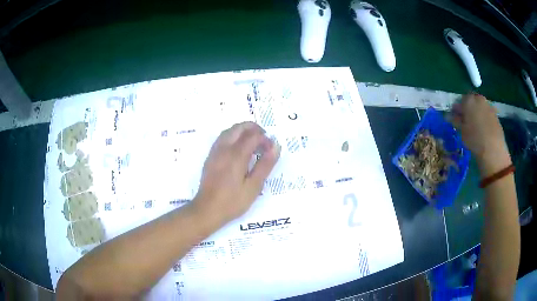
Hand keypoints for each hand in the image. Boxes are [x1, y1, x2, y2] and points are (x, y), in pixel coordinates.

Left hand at [193, 122, 280, 223]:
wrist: (207, 210)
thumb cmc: (232, 201)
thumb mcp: (253, 186)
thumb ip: (265, 165)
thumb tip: (276, 147)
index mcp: (236, 155)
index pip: (253, 136)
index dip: (265, 139)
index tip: (272, 149)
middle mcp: (224, 148)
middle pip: (239, 127)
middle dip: (253, 128)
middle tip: (264, 139)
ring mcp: (215, 152)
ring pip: (229, 131)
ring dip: (242, 131)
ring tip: (253, 141)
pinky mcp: (210, 157)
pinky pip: (222, 138)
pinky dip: (233, 136)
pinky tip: (238, 148)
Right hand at [450, 93, 510, 176]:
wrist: (493, 149)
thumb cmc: (474, 139)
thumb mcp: (462, 131)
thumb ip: (455, 120)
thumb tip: (448, 116)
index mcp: (468, 100)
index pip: (460, 100)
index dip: (457, 109)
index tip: (455, 117)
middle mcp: (479, 99)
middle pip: (471, 100)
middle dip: (468, 108)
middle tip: (465, 120)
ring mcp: (488, 106)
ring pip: (480, 106)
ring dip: (477, 112)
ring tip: (475, 125)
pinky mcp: (495, 114)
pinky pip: (487, 112)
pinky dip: (484, 117)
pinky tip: (483, 129)